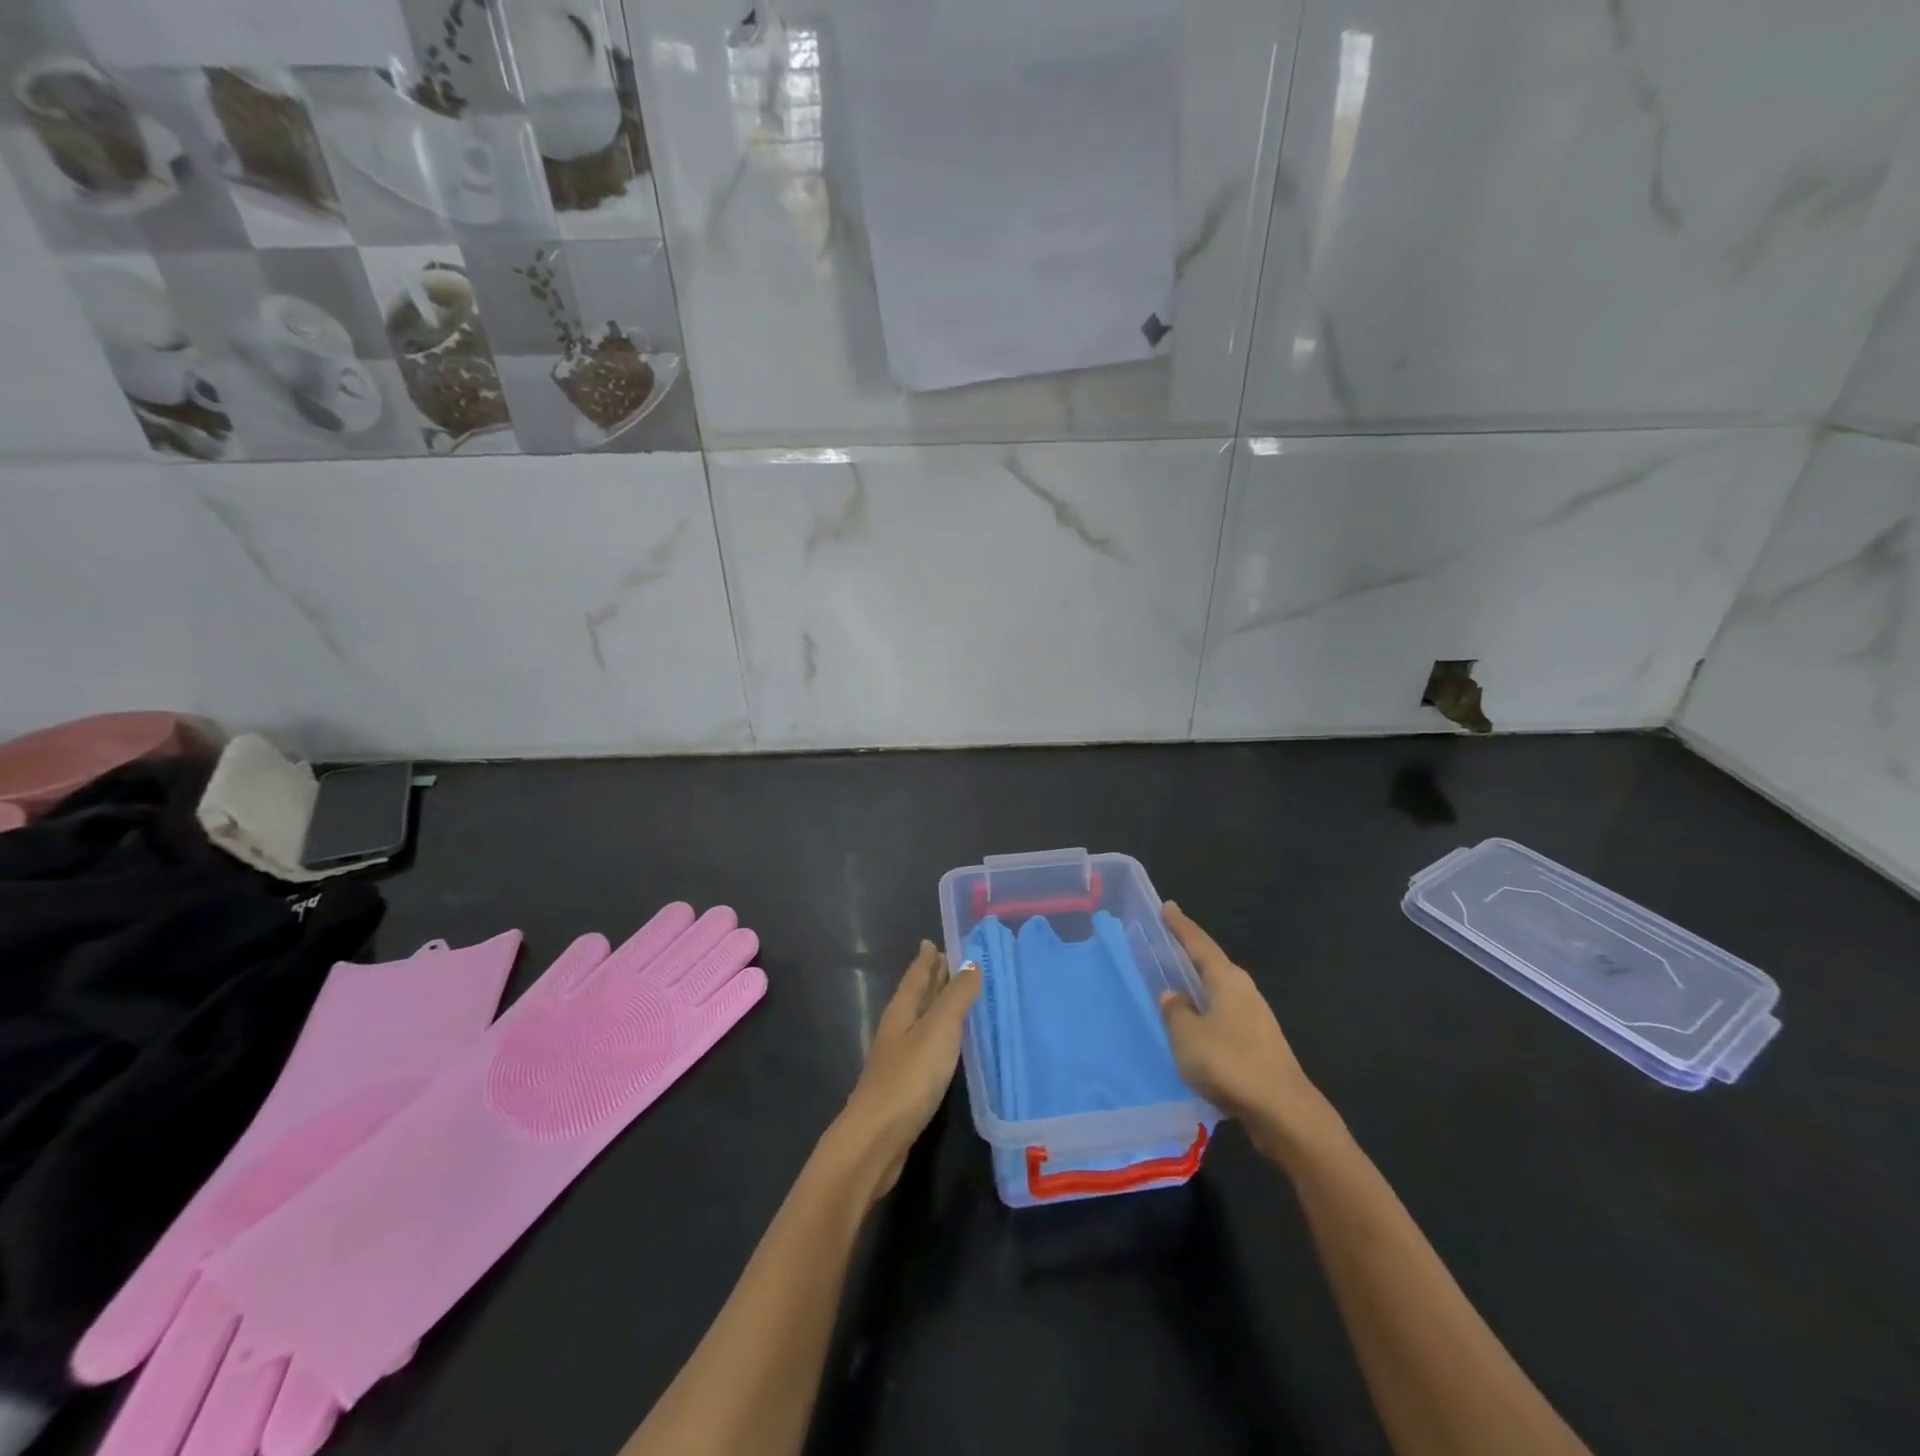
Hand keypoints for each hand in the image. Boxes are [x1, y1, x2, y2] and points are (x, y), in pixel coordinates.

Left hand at [828, 941, 980, 1202]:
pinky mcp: (904, 1084)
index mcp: (901, 1010)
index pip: (916, 975)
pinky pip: (924, 1047)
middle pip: (915, 996)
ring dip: (936, 1006)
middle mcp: (897, 1029)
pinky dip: (938, 1036)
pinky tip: (949, 1045)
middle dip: (931, 978)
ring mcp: (898, 1058)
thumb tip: (971, 963)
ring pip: (919, 1021)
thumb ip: (956, 997)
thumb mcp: (938, 1030)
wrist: (876, 1139)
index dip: (927, 958)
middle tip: (950, 962)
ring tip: (956, 997)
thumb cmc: (909, 1077)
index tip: (935, 941)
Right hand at [1158, 902, 1338, 1163]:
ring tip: (1173, 985)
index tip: (1166, 906)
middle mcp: (1243, 990)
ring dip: (1197, 987)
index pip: (1198, 943)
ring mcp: (1254, 1018)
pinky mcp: (1258, 1044)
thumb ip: (1175, 1011)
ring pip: (1218, 992)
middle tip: (1164, 944)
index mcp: (1226, 979)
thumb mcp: (1187, 1035)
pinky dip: (1205, 1014)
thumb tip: (1173, 995)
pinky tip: (1193, 1027)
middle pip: (1211, 964)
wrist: (1283, 1112)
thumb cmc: (1230, 1063)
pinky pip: (1223, 1017)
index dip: (1180, 925)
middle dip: (1188, 954)